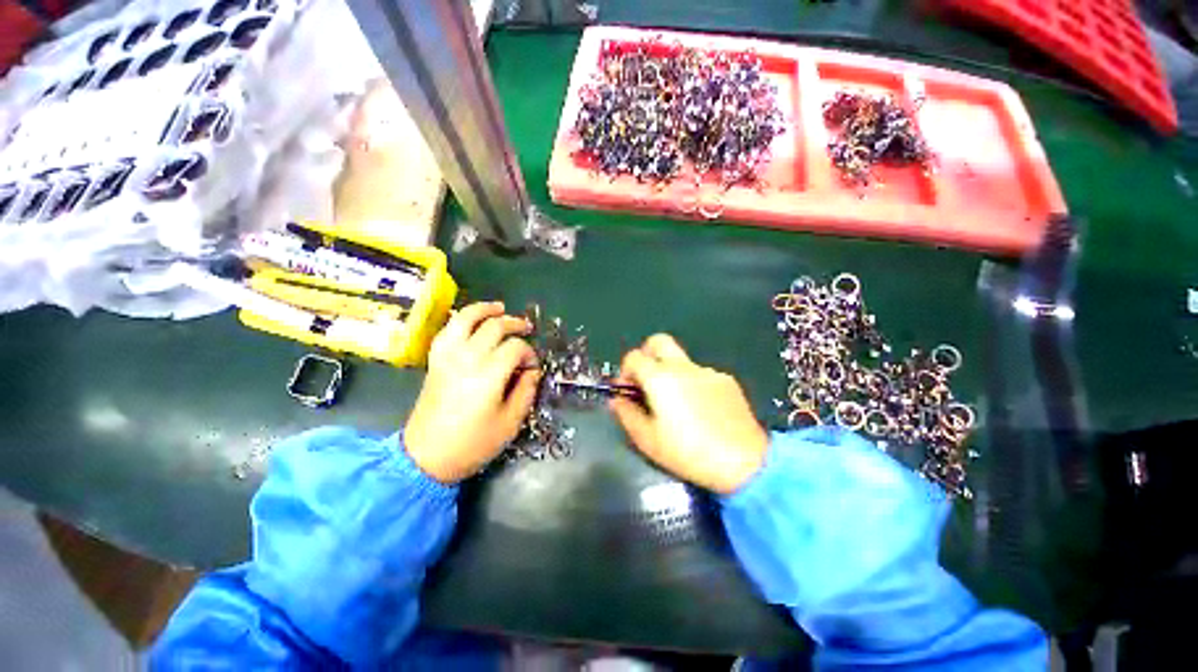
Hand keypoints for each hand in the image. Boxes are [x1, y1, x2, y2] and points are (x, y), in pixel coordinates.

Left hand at [404, 302, 540, 483]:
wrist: (425, 457)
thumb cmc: (472, 443)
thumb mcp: (510, 423)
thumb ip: (526, 391)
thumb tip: (532, 371)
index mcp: (489, 374)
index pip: (516, 348)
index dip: (529, 353)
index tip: (532, 367)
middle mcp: (467, 357)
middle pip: (494, 326)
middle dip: (514, 324)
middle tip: (527, 329)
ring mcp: (447, 356)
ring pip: (466, 318)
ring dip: (485, 309)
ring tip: (500, 308)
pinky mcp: (435, 360)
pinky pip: (447, 330)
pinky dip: (461, 320)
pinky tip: (472, 321)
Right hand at [609, 334, 768, 493]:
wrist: (743, 462)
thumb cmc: (688, 452)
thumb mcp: (648, 440)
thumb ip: (627, 414)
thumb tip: (617, 399)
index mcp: (660, 378)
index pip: (633, 357)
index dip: (625, 371)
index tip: (628, 391)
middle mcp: (683, 366)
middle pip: (658, 341)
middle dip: (647, 355)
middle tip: (647, 381)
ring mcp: (707, 371)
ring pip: (681, 361)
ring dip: (671, 374)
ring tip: (678, 405)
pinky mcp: (726, 380)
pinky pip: (701, 374)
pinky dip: (693, 384)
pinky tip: (702, 410)